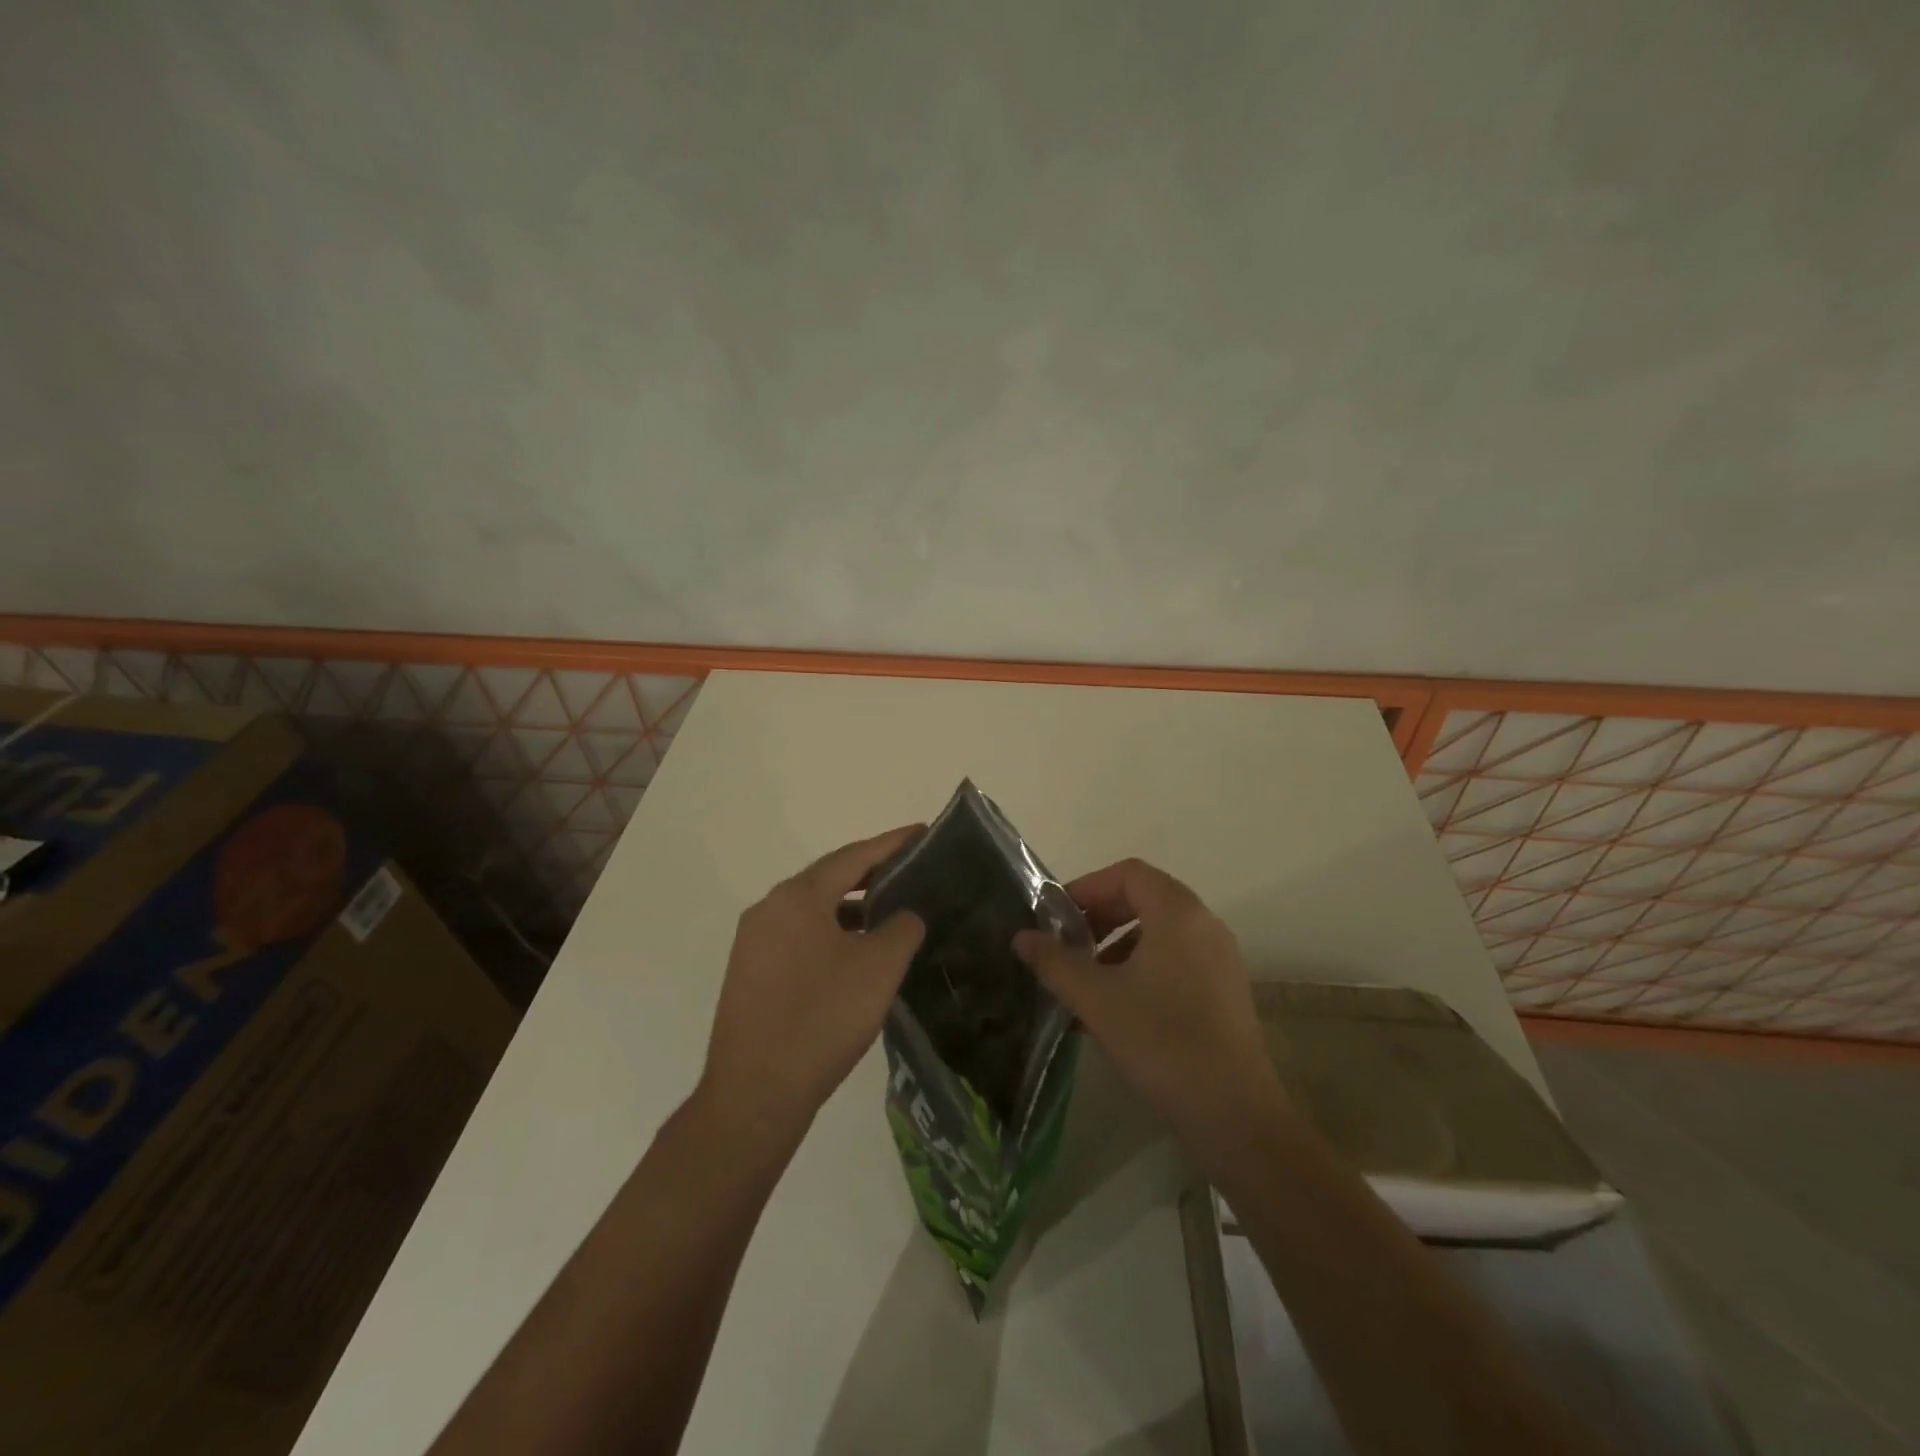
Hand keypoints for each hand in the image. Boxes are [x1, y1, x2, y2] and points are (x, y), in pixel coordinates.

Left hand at [700, 826, 926, 1152]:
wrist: (756, 1094)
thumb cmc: (822, 1018)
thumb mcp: (879, 967)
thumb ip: (902, 927)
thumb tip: (903, 915)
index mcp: (797, 896)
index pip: (854, 856)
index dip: (892, 843)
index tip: (923, 832)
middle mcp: (768, 908)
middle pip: (829, 878)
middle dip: (871, 873)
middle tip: (911, 871)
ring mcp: (753, 943)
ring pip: (812, 911)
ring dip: (851, 908)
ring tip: (889, 913)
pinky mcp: (750, 974)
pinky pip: (798, 937)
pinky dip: (830, 934)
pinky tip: (854, 954)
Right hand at [1014, 858, 1287, 1173]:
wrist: (1234, 1113)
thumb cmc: (1160, 1040)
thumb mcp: (1096, 998)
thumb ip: (1055, 962)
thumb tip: (1022, 937)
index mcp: (1178, 913)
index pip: (1127, 874)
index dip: (1087, 887)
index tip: (1056, 917)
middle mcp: (1205, 925)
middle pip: (1144, 899)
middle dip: (1099, 919)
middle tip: (1067, 948)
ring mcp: (1220, 959)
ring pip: (1158, 934)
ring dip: (1116, 948)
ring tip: (1086, 986)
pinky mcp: (1225, 991)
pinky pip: (1175, 961)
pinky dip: (1140, 970)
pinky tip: (1115, 1012)